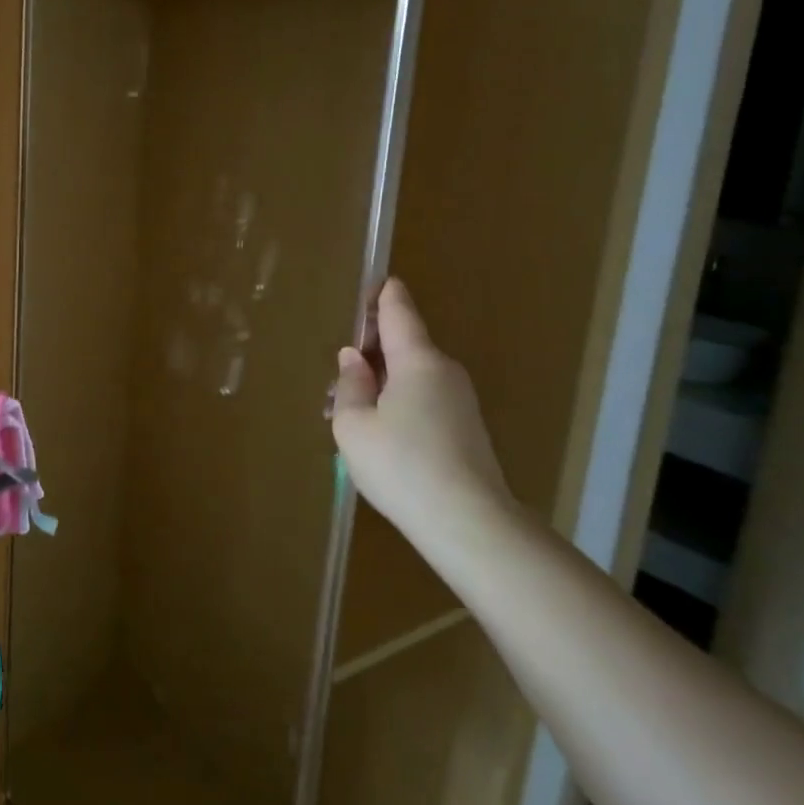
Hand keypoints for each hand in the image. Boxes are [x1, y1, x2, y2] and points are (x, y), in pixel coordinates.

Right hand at [332, 280, 508, 531]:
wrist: (468, 523)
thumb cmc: (401, 464)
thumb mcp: (353, 424)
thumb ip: (350, 385)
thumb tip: (354, 359)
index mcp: (416, 359)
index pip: (399, 311)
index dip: (383, 295)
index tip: (374, 281)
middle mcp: (444, 371)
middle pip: (403, 346)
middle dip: (370, 354)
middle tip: (335, 379)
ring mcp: (460, 401)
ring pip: (411, 378)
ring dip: (380, 385)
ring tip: (347, 415)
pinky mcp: (466, 429)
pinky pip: (424, 401)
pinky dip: (398, 406)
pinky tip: (378, 437)